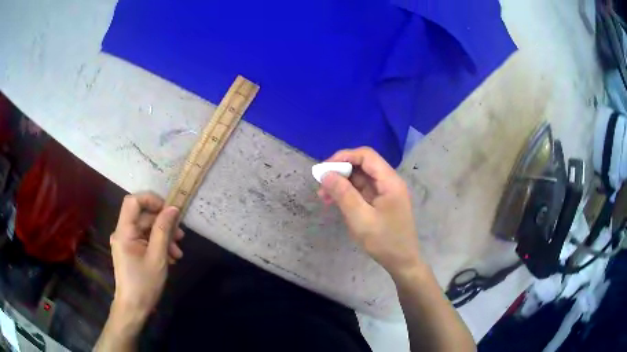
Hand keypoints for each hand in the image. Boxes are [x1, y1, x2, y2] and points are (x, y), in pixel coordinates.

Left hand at [109, 192, 183, 326]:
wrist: (134, 307)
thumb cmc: (144, 283)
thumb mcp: (158, 257)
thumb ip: (163, 230)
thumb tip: (173, 209)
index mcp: (124, 231)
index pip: (133, 201)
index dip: (151, 200)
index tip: (169, 211)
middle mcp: (122, 232)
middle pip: (143, 217)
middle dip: (163, 224)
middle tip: (181, 237)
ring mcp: (126, 242)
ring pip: (146, 229)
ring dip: (163, 237)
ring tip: (178, 253)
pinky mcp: (130, 250)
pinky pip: (144, 240)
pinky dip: (157, 245)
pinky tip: (170, 258)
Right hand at [318, 147, 421, 276]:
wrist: (402, 262)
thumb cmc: (384, 241)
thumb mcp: (360, 218)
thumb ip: (343, 194)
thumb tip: (326, 174)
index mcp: (389, 181)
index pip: (366, 156)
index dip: (344, 156)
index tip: (325, 169)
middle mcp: (389, 182)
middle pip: (363, 166)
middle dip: (340, 172)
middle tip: (321, 186)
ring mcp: (385, 193)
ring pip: (360, 179)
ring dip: (342, 184)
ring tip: (324, 197)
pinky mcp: (381, 202)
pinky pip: (362, 191)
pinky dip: (348, 194)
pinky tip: (336, 203)